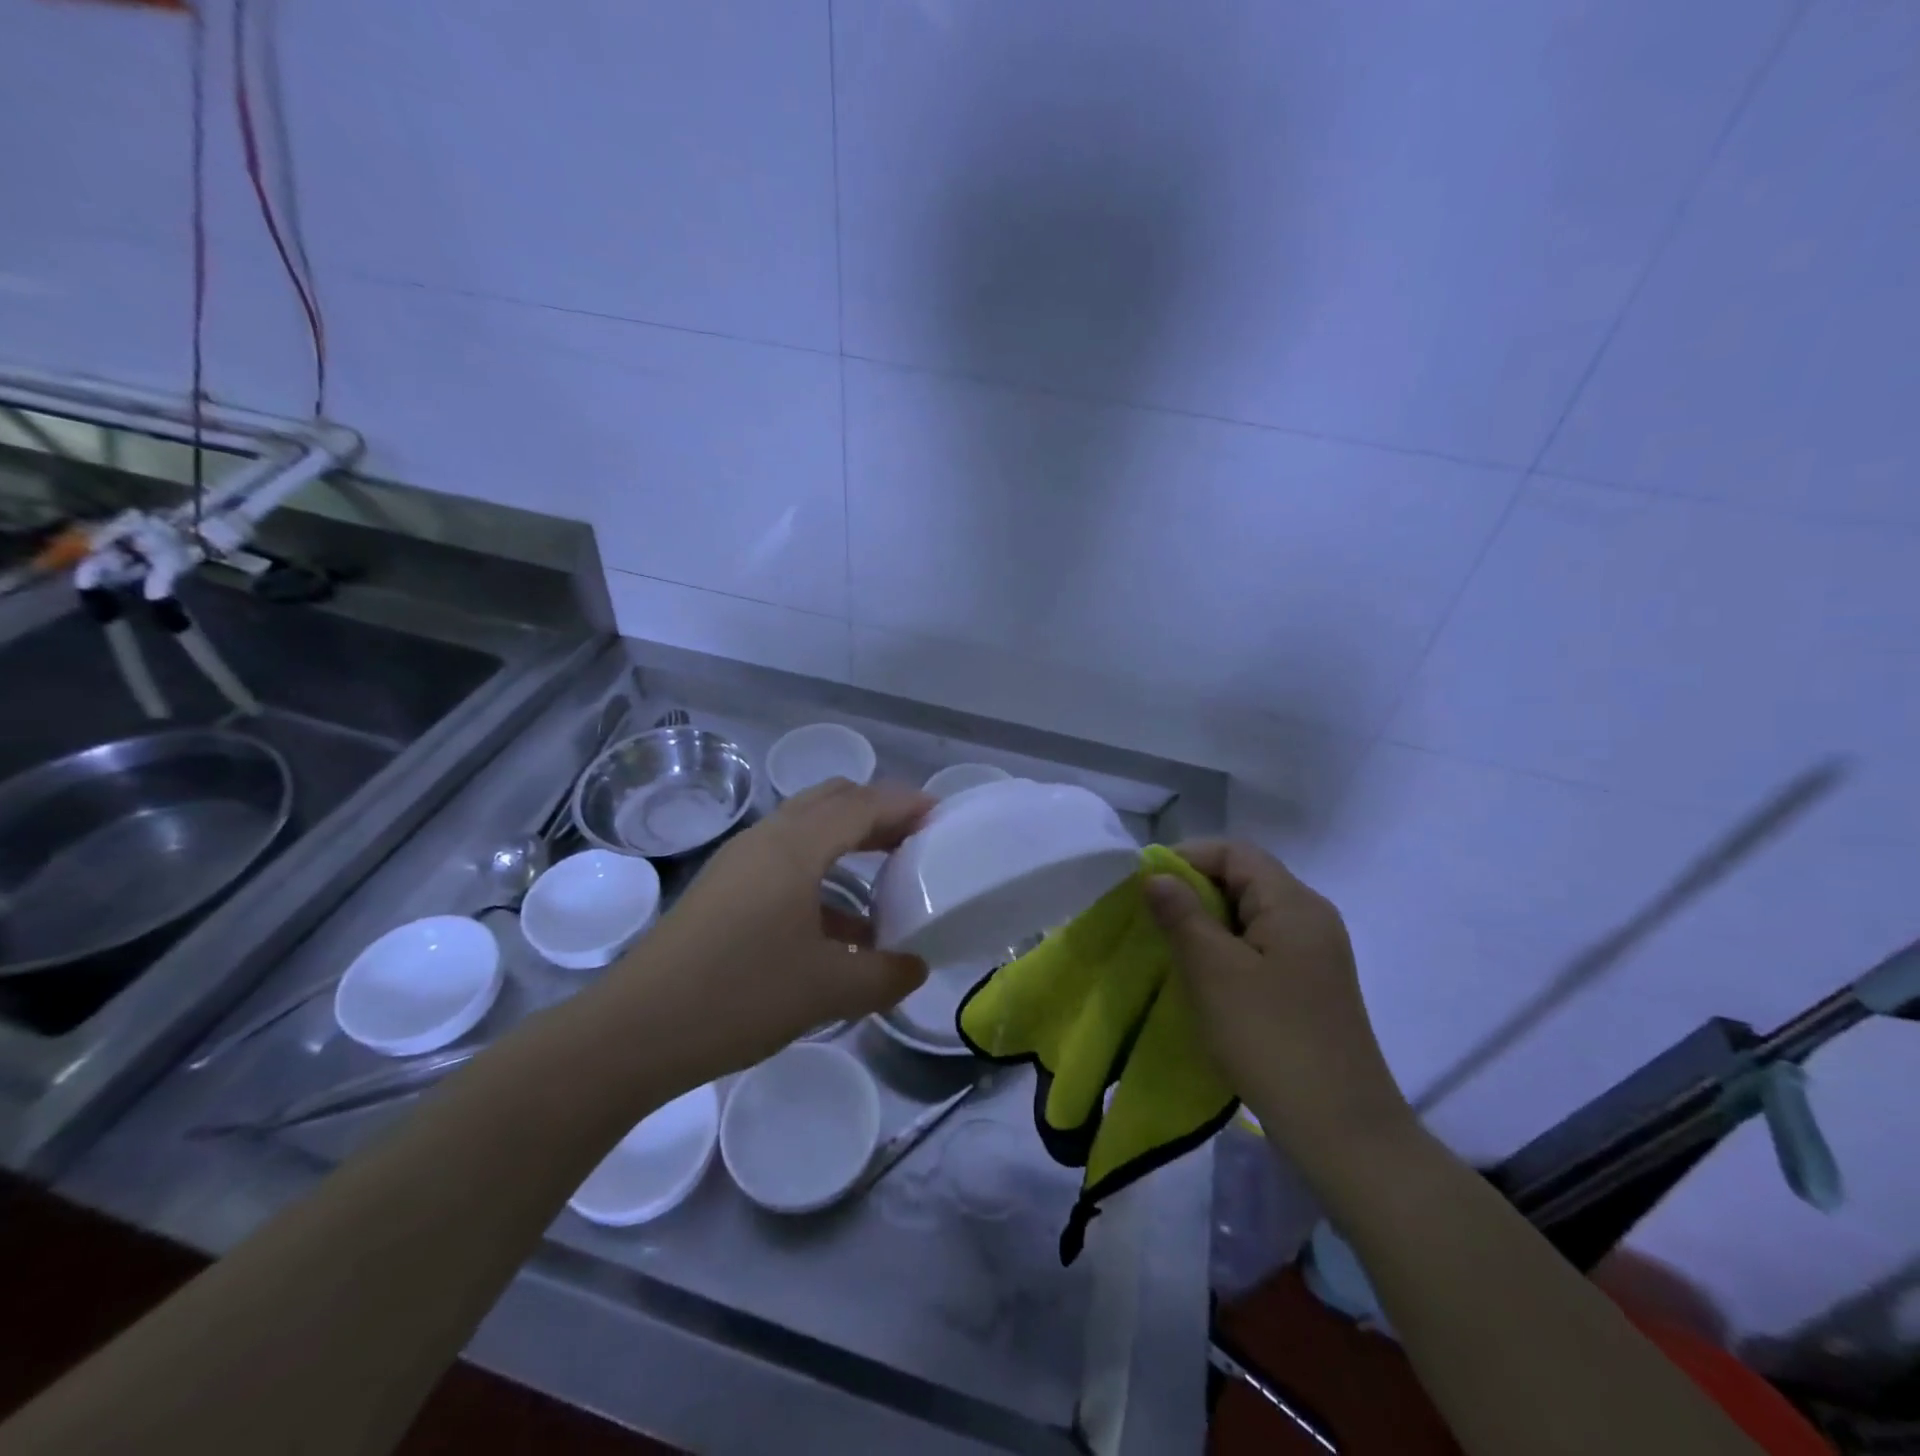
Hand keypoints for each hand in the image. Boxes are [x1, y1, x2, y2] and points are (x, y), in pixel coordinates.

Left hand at [620, 779, 932, 1080]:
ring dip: (849, 842)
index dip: (906, 805)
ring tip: (887, 877)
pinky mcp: (723, 890)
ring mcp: (739, 863)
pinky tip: (841, 927)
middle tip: (917, 840)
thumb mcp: (827, 989)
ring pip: (806, 830)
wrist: (634, 1033)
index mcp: (795, 847)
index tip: (944, 818)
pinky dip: (820, 875)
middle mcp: (767, 840)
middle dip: (878, 813)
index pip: (863, 805)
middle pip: (832, 801)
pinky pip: (785, 862)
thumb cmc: (739, 995)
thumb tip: (916, 967)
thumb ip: (885, 974)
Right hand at [1144, 840, 1411, 1164]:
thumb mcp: (1213, 970)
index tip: (1145, 884)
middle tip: (1152, 919)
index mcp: (1294, 904)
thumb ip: (1181, 914)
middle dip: (1194, 892)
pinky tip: (1203, 979)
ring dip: (1207, 924)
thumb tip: (1156, 876)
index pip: (1236, 852)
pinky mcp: (1310, 986)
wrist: (1341, 1130)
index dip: (1187, 857)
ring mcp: (1315, 955)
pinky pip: (1260, 948)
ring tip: (1170, 950)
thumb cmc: (1270, 1037)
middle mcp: (1311, 918)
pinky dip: (1226, 951)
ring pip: (1249, 916)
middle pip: (1244, 880)